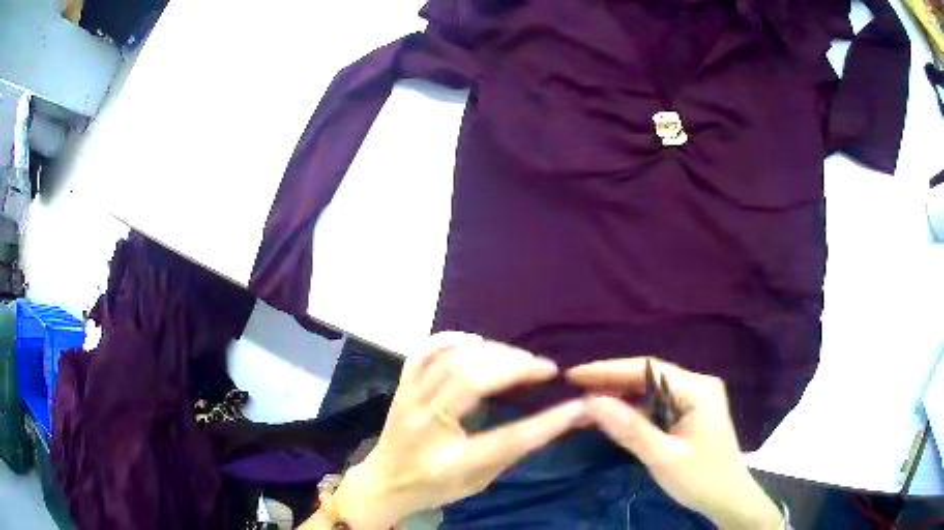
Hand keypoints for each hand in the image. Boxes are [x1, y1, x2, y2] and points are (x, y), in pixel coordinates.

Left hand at [330, 333, 588, 529]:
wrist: (383, 482)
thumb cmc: (434, 488)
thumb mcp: (479, 482)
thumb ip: (512, 451)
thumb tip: (553, 420)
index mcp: (450, 461)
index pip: (505, 439)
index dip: (546, 422)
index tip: (578, 405)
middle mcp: (426, 425)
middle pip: (472, 382)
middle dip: (515, 368)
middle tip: (544, 368)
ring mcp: (409, 401)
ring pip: (450, 361)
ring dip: (491, 352)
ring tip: (517, 358)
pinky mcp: (402, 388)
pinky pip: (423, 352)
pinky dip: (450, 339)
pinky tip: (476, 341)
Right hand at [567, 358, 782, 529]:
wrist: (728, 498)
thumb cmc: (700, 478)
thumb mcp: (663, 457)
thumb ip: (630, 429)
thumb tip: (591, 403)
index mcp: (697, 389)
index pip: (648, 369)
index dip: (609, 370)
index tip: (574, 374)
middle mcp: (698, 385)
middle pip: (649, 375)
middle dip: (613, 381)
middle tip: (575, 388)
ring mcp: (696, 398)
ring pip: (652, 389)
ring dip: (621, 395)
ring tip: (587, 400)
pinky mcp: (691, 413)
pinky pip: (658, 404)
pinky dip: (634, 408)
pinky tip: (614, 414)